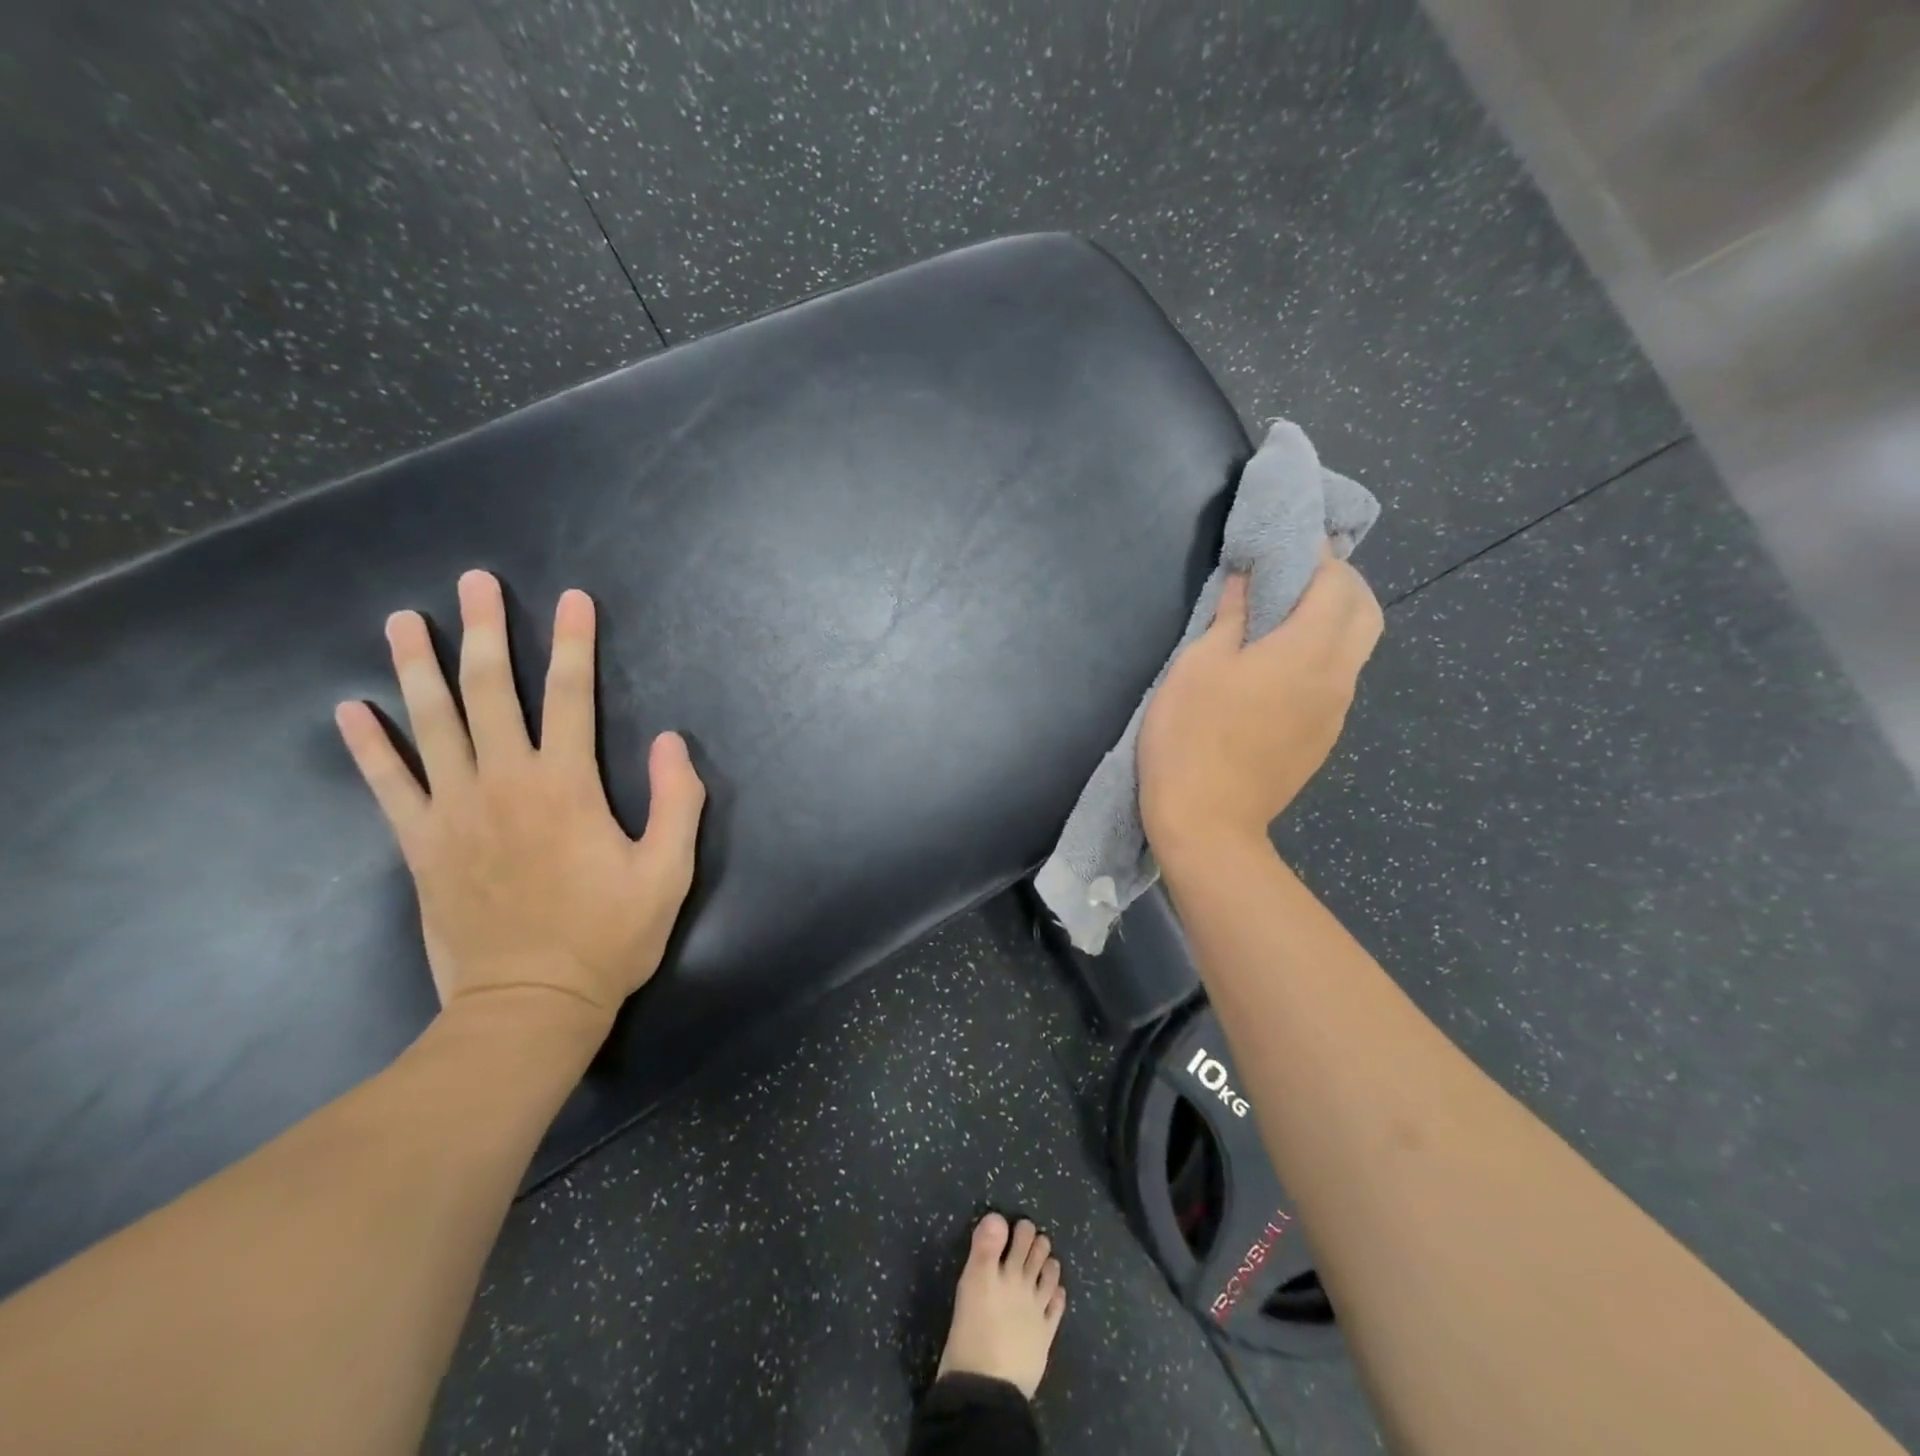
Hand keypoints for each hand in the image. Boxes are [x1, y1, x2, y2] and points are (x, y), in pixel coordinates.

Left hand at [334, 570, 705, 1031]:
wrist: (529, 1005)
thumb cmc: (609, 938)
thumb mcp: (669, 873)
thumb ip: (679, 801)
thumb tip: (673, 739)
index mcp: (567, 786)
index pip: (572, 696)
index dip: (575, 643)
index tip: (573, 598)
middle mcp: (504, 783)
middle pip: (492, 693)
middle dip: (487, 633)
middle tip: (475, 582)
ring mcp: (454, 812)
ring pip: (432, 724)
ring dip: (418, 668)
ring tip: (404, 620)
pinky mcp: (421, 845)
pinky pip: (388, 785)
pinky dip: (369, 746)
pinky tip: (349, 710)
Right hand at [1138, 552, 1382, 862]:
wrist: (1208, 824)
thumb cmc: (1192, 736)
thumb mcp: (1198, 666)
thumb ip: (1230, 616)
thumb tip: (1247, 578)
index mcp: (1309, 650)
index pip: (1336, 583)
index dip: (1317, 555)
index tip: (1289, 541)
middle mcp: (1337, 677)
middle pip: (1365, 612)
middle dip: (1341, 582)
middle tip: (1296, 575)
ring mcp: (1334, 713)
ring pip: (1355, 649)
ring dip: (1334, 620)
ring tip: (1286, 615)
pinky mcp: (1321, 740)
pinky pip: (1336, 681)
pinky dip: (1322, 655)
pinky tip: (1280, 667)